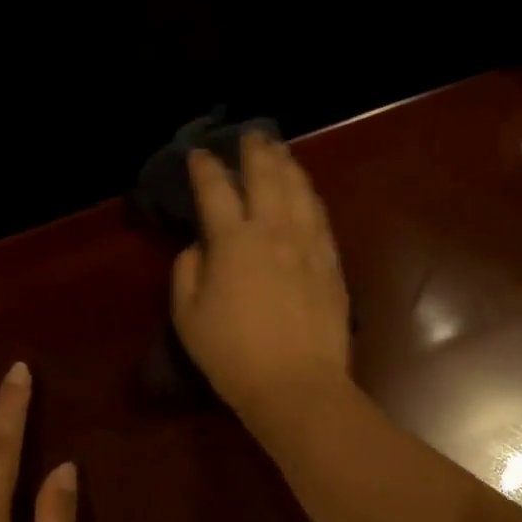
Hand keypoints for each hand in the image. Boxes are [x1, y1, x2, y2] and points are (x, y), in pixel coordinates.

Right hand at [171, 134, 351, 425]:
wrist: (297, 384)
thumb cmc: (234, 355)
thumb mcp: (189, 317)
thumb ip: (188, 272)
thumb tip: (199, 247)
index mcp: (233, 241)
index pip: (216, 190)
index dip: (205, 168)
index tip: (199, 155)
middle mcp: (275, 232)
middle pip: (267, 177)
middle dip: (255, 152)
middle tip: (251, 136)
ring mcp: (310, 247)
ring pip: (300, 192)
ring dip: (289, 167)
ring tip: (281, 154)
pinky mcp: (333, 266)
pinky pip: (322, 220)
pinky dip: (311, 199)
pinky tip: (309, 195)